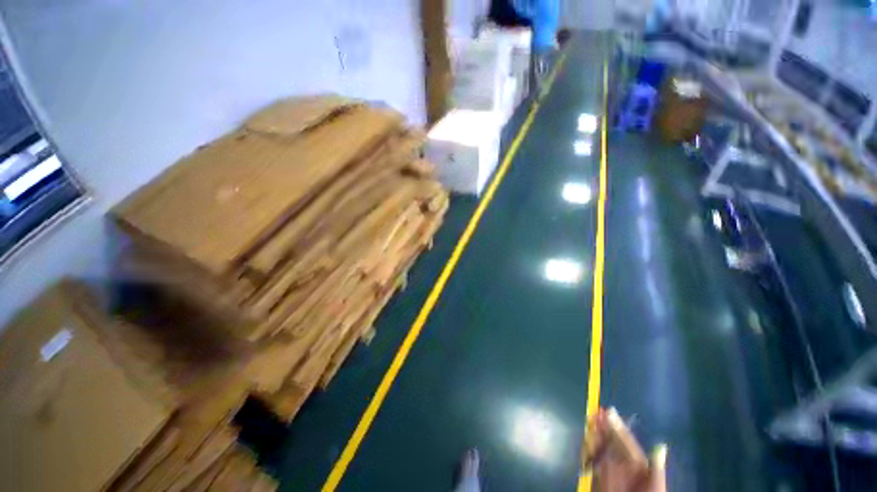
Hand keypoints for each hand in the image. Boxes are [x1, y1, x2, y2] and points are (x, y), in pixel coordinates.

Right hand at [583, 408, 667, 491]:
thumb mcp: (655, 487)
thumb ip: (655, 469)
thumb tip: (660, 446)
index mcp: (639, 467)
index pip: (627, 442)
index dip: (619, 427)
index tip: (609, 411)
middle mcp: (624, 466)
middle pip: (613, 442)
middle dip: (604, 427)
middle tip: (596, 412)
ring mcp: (610, 472)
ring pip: (602, 448)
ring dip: (595, 434)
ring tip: (590, 420)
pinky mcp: (599, 479)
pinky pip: (593, 461)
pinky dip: (588, 449)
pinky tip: (586, 438)